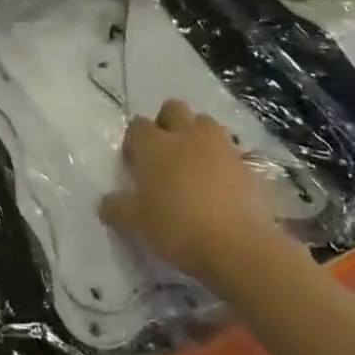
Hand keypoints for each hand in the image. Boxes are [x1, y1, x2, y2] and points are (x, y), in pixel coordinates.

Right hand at [100, 99, 281, 281]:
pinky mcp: (247, 164)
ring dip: (198, 136)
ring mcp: (220, 146)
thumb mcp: (137, 223)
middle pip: (173, 108)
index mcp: (154, 144)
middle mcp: (185, 135)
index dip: (135, 141)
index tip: (135, 164)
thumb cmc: (177, 227)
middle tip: (165, 153)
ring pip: (205, 123)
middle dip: (167, 123)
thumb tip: (107, 202)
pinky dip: (224, 161)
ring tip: (196, 164)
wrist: (237, 245)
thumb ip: (118, 208)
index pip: (138, 125)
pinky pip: (230, 151)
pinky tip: (221, 185)